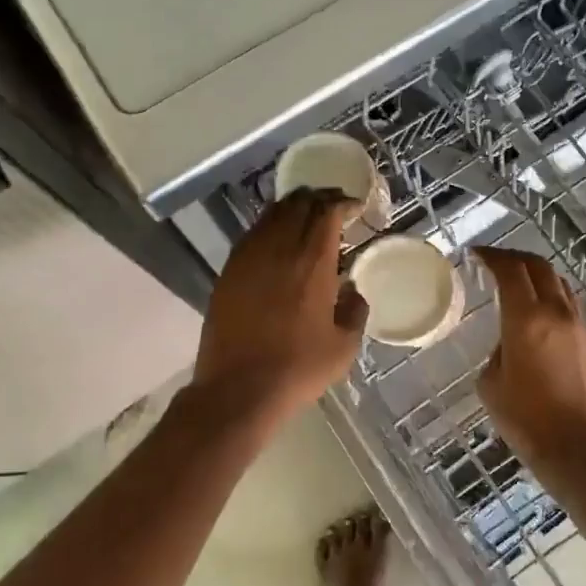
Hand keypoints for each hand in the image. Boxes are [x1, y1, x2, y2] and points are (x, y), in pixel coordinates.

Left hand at [192, 190, 368, 421]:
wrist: (238, 388)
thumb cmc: (298, 368)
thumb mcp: (344, 346)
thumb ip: (355, 310)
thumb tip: (352, 290)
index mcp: (313, 262)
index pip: (328, 212)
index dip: (343, 203)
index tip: (354, 207)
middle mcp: (280, 248)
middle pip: (299, 203)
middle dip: (319, 197)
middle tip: (333, 206)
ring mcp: (249, 256)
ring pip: (273, 213)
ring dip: (293, 207)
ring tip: (306, 216)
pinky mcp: (229, 269)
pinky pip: (253, 233)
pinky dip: (270, 226)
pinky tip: (278, 240)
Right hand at [475, 246, 585, 469]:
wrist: (584, 452)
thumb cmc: (529, 421)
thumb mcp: (491, 386)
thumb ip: (497, 353)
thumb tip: (509, 344)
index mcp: (527, 319)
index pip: (510, 270)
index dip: (491, 256)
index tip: (476, 255)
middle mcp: (558, 314)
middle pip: (540, 267)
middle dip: (516, 258)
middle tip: (497, 262)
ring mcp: (581, 328)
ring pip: (561, 285)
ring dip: (538, 277)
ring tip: (520, 286)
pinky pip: (571, 310)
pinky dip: (553, 302)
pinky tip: (541, 320)